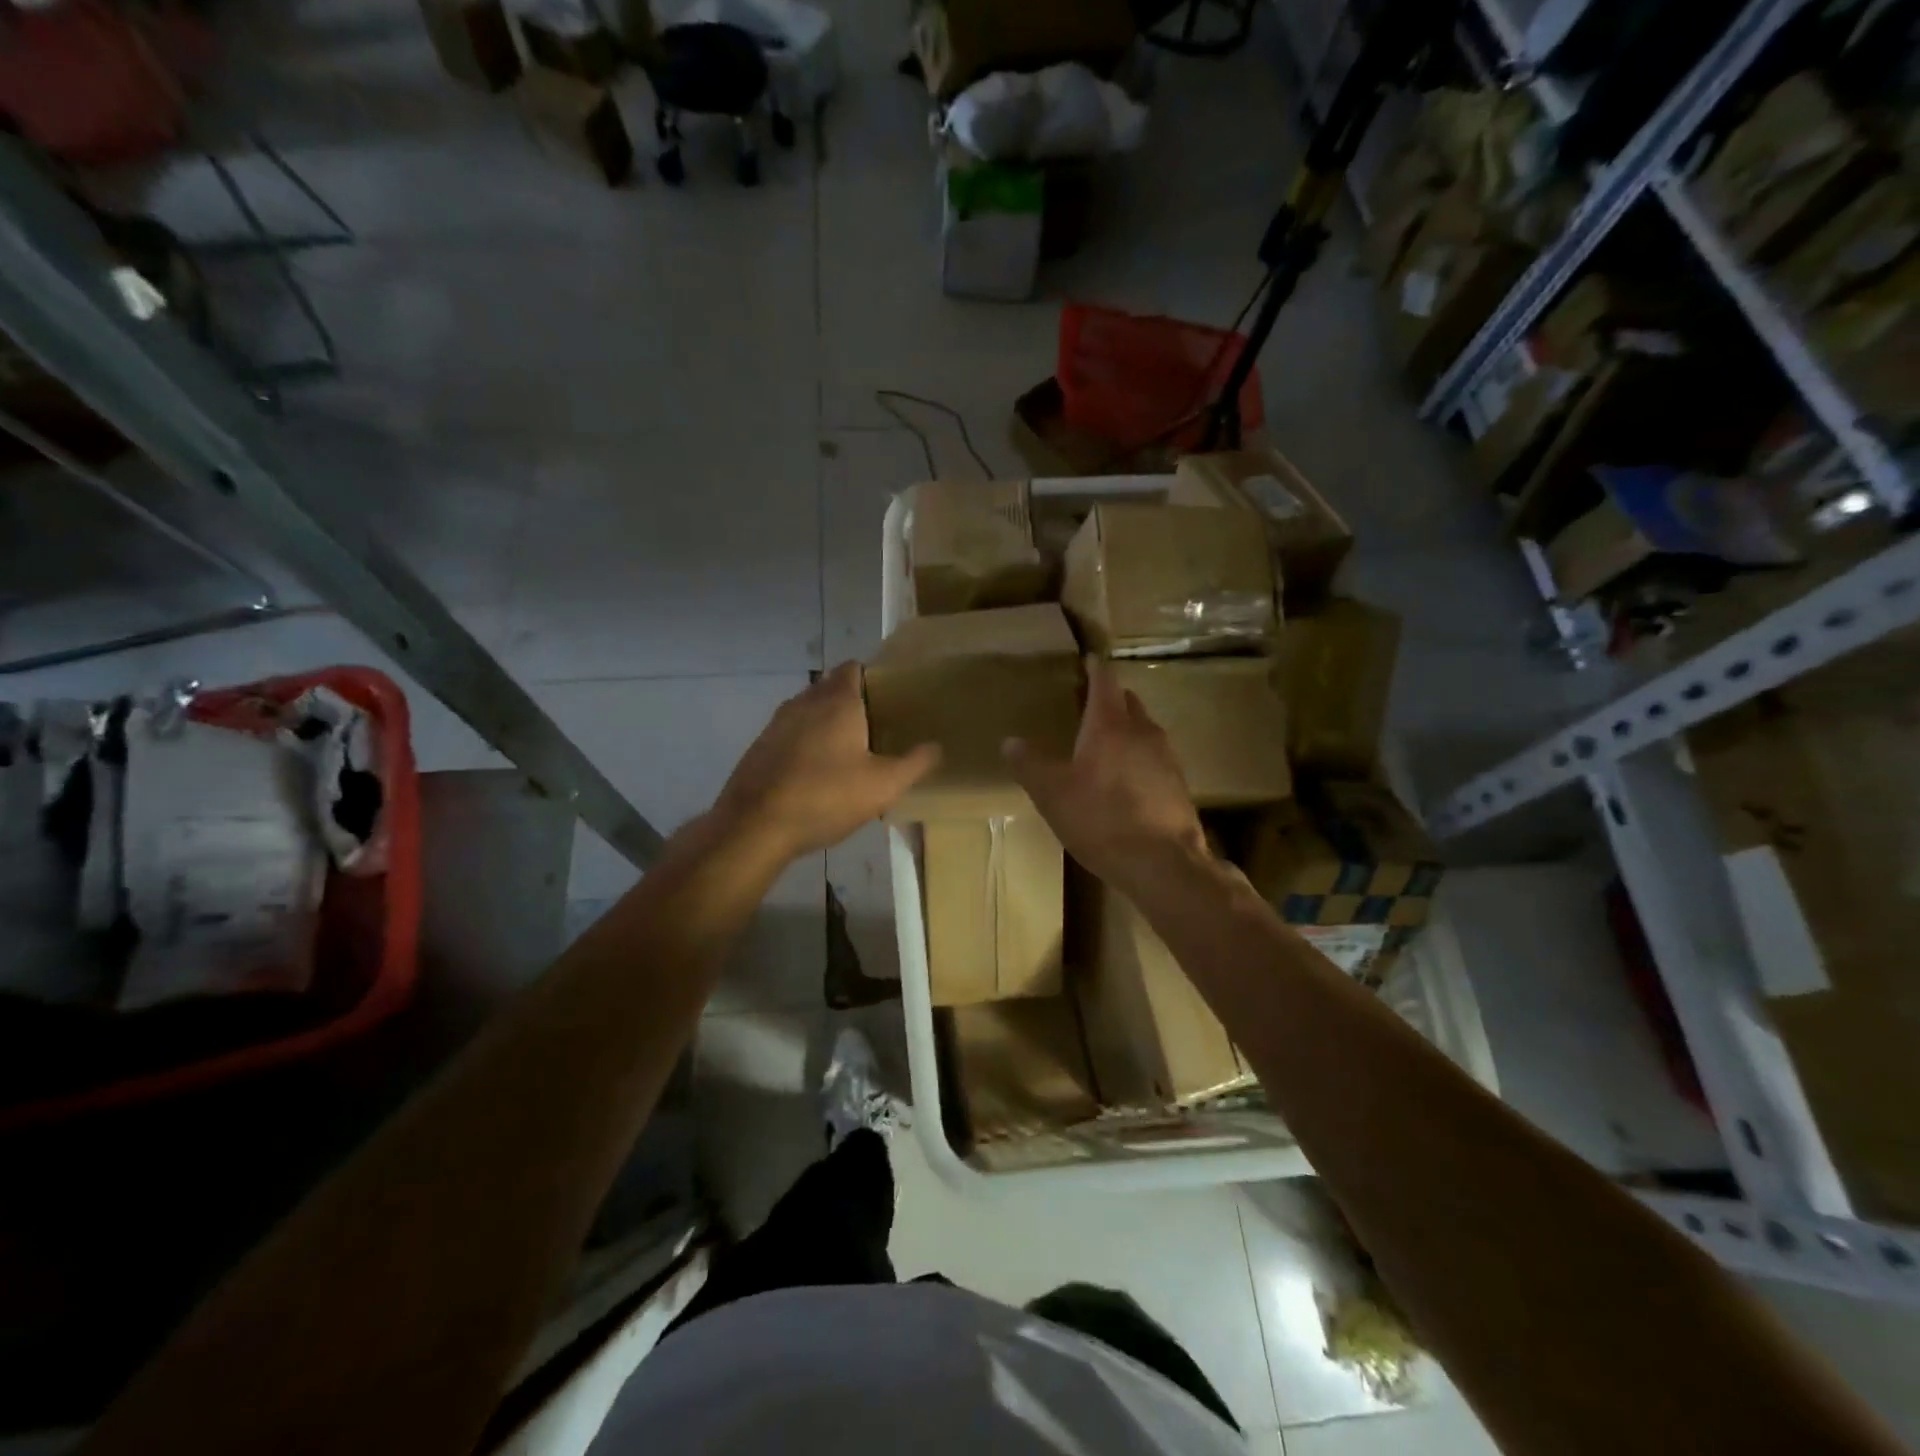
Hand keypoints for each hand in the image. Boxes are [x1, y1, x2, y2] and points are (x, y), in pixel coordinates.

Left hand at [712, 663, 939, 863]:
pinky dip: (807, 744)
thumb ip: (914, 763)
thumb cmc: (825, 797)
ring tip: (850, 753)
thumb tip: (936, 746)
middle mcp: (804, 702)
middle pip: (831, 688)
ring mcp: (777, 724)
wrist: (754, 826)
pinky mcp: (760, 748)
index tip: (891, 700)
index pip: (853, 668)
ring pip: (809, 711)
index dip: (873, 678)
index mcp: (837, 702)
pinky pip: (791, 734)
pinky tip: (817, 774)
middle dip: (853, 703)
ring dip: (828, 724)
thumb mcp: (884, 786)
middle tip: (877, 729)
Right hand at [1003, 659, 1207, 892]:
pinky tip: (1124, 781)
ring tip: (1103, 743)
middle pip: (1127, 702)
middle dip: (1110, 698)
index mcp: (1109, 724)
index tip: (1087, 660)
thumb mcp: (1052, 793)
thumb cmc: (1101, 819)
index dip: (1095, 668)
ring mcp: (1166, 757)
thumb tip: (1010, 741)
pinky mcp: (1177, 784)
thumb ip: (1030, 764)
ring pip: (1143, 730)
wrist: (1163, 863)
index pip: (1105, 681)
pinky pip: (1154, 758)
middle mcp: (1143, 731)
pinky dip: (1137, 757)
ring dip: (1125, 729)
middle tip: (1088, 704)